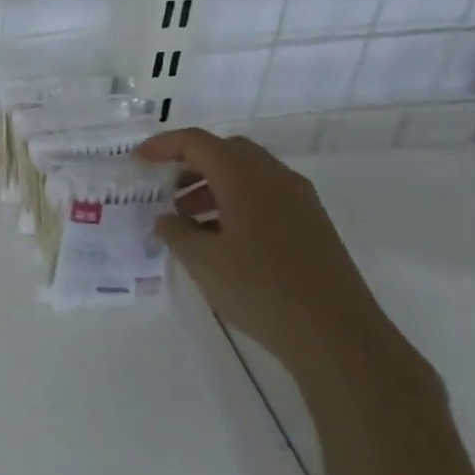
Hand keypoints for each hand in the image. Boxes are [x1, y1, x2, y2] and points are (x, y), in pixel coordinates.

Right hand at [137, 128, 423, 390]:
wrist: (336, 333)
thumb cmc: (259, 288)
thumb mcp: (202, 261)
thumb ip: (175, 232)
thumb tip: (166, 219)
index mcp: (243, 175)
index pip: (196, 142)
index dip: (162, 145)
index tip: (138, 161)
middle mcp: (274, 176)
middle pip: (225, 151)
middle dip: (191, 164)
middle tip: (166, 189)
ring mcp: (299, 199)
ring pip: (248, 174)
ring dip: (213, 185)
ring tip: (188, 220)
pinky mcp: (313, 224)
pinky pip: (266, 195)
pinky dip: (237, 202)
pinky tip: (222, 239)